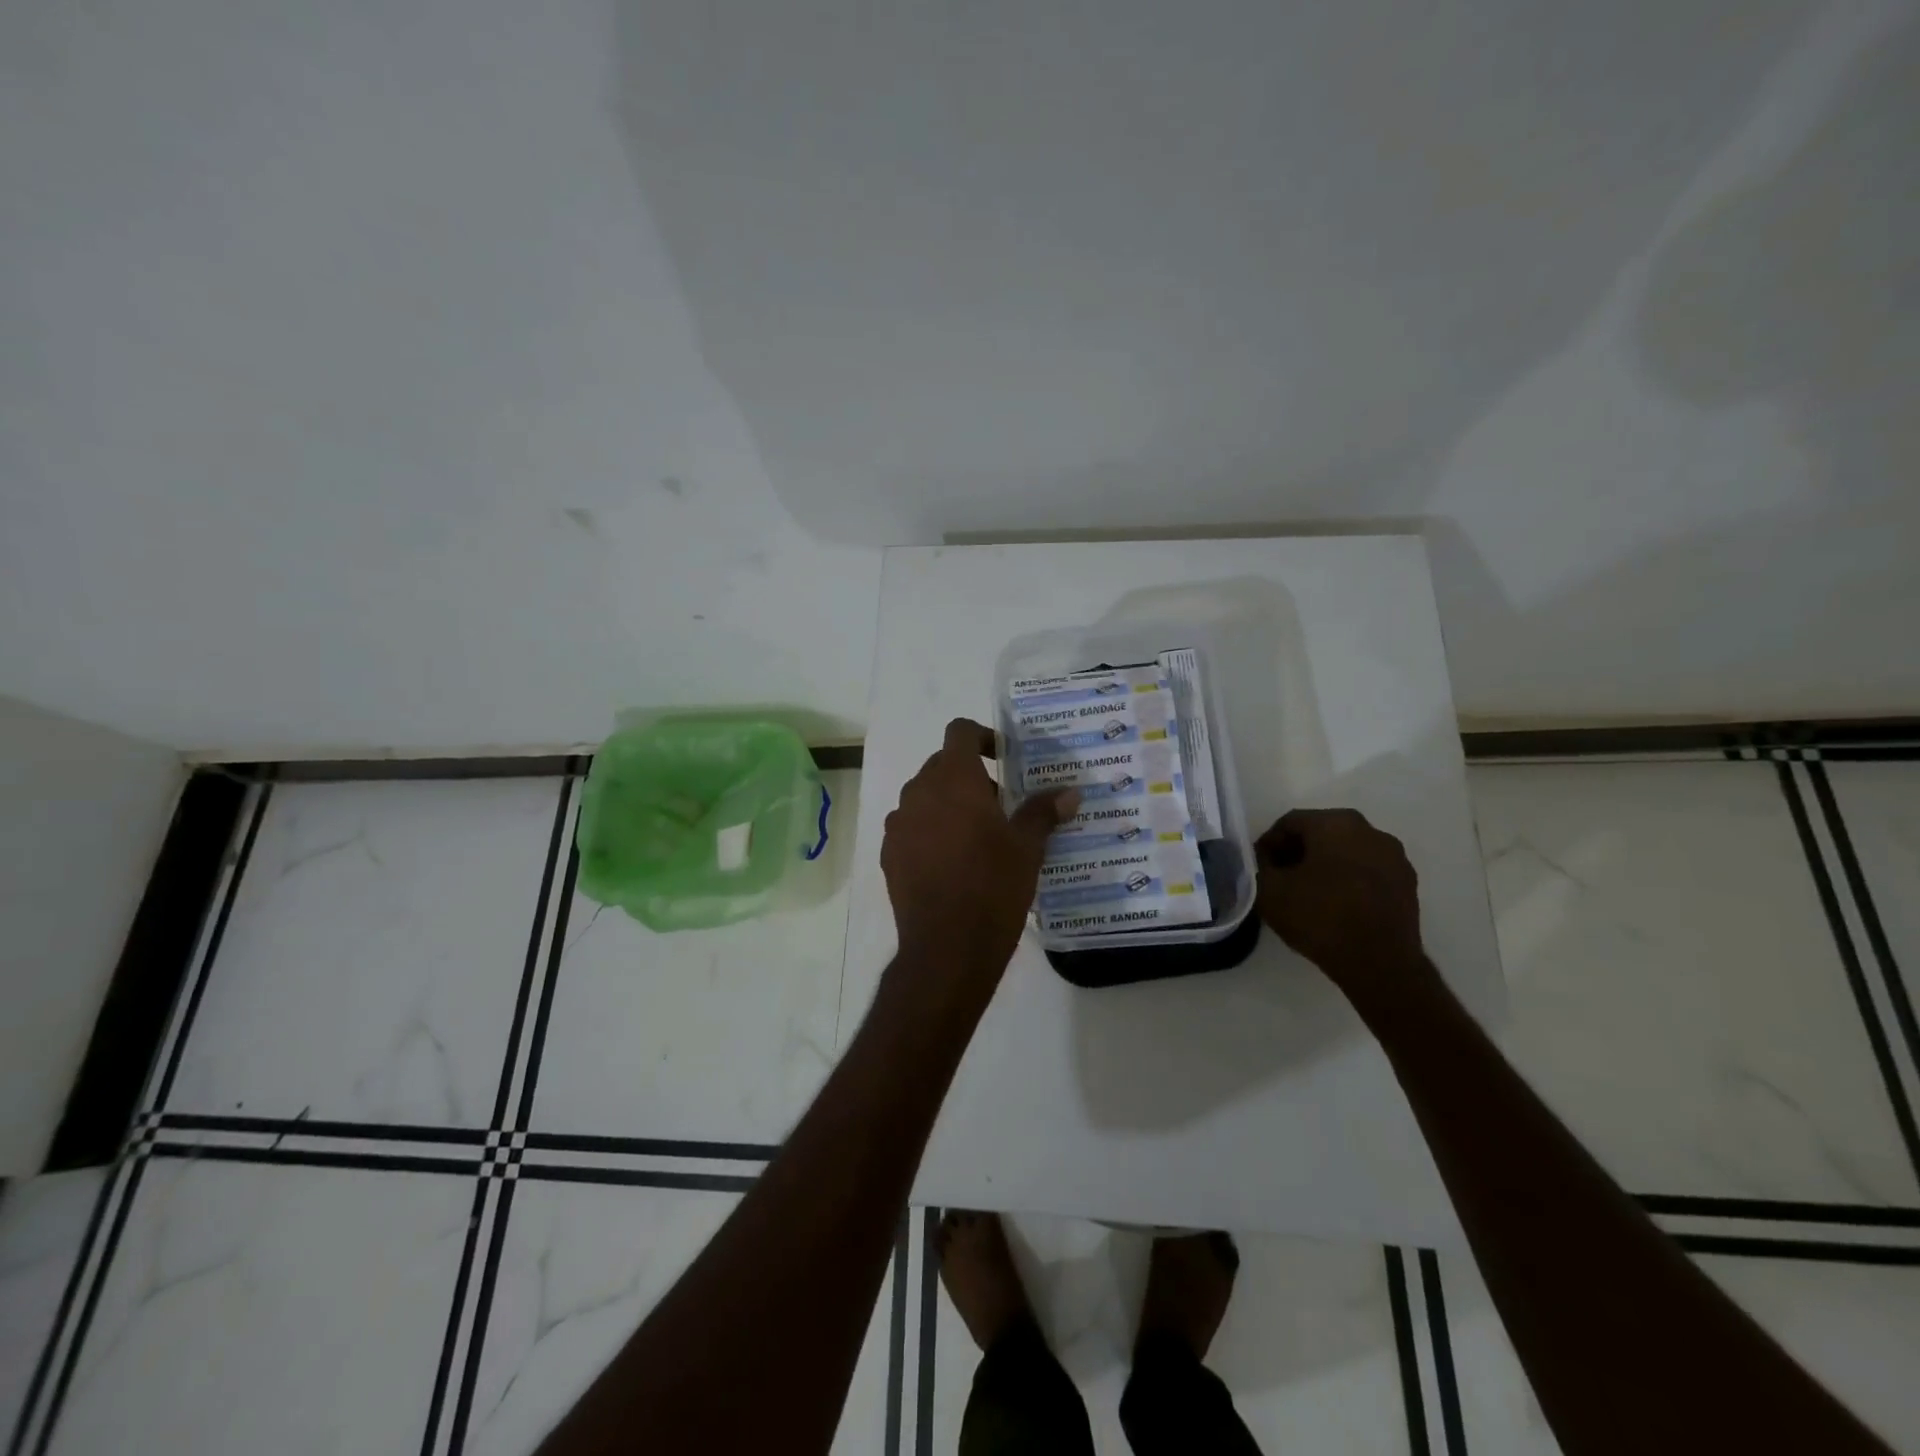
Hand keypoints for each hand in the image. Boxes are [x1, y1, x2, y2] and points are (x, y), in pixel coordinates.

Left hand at [882, 719, 1079, 990]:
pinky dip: (930, 831)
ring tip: (977, 837)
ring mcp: (898, 824)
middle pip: (942, 765)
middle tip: (1001, 806)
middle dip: (971, 777)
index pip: (960, 731)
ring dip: (948, 804)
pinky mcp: (889, 854)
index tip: (1003, 758)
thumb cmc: (993, 887)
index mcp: (953, 779)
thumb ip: (1043, 812)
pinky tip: (952, 863)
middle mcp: (919, 792)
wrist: (946, 947)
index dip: (982, 736)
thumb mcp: (1027, 848)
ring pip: (925, 797)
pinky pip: (911, 828)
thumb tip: (1070, 793)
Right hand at [1255, 808, 1432, 1007]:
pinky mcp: (1408, 884)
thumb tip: (1267, 859)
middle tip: (1280, 878)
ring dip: (1325, 866)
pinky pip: (1368, 872)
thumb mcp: (1269, 890)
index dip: (1269, 844)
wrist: (1379, 963)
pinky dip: (1349, 880)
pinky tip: (1337, 906)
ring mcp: (1395, 857)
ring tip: (1308, 894)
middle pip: (1321, 833)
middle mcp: (1370, 831)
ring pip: (1347, 852)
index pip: (1290, 823)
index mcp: (1335, 823)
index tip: (1259, 867)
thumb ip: (1260, 865)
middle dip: (1297, 852)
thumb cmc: (1319, 917)